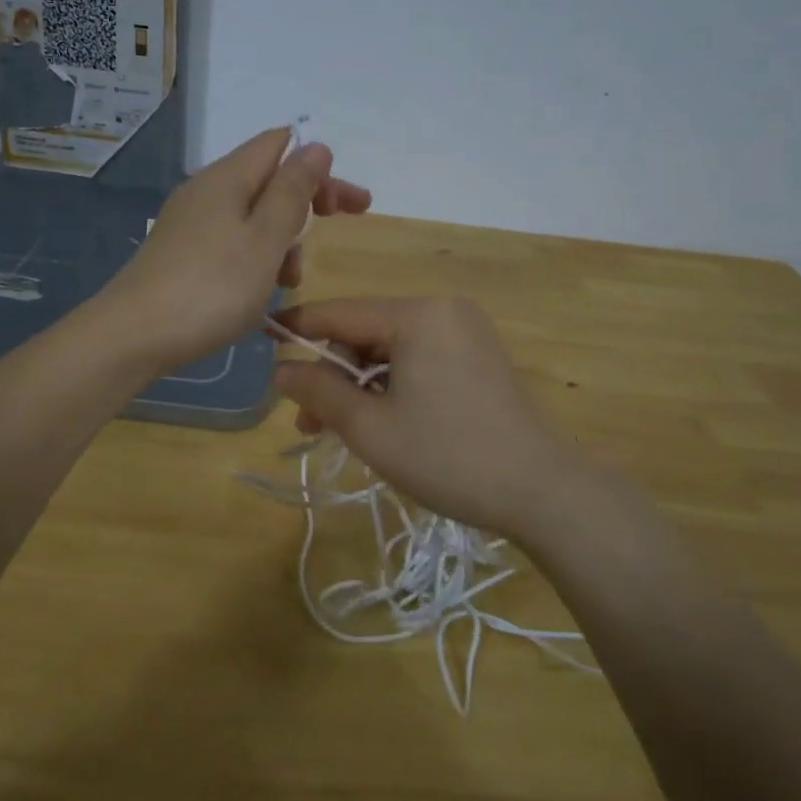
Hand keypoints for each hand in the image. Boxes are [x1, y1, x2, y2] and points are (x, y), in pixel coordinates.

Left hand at [102, 128, 370, 374]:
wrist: (133, 336)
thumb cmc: (211, 288)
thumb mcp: (265, 240)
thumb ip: (292, 192)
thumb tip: (316, 146)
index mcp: (227, 178)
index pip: (281, 145)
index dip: (320, 167)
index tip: (351, 204)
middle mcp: (206, 190)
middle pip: (268, 180)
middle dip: (308, 203)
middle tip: (341, 227)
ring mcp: (190, 222)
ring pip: (252, 216)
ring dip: (282, 239)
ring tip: (290, 280)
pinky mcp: (182, 252)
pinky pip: (232, 241)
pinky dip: (256, 258)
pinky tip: (259, 291)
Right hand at [271, 297, 591, 538]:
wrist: (541, 490)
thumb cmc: (448, 456)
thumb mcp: (371, 428)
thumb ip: (320, 392)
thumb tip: (279, 369)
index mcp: (417, 314)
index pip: (339, 313)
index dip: (296, 329)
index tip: (259, 340)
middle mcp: (442, 310)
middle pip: (365, 333)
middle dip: (332, 375)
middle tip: (308, 424)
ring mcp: (464, 333)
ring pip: (390, 350)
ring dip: (360, 387)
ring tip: (340, 432)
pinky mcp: (477, 357)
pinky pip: (417, 360)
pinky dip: (392, 387)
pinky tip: (380, 422)